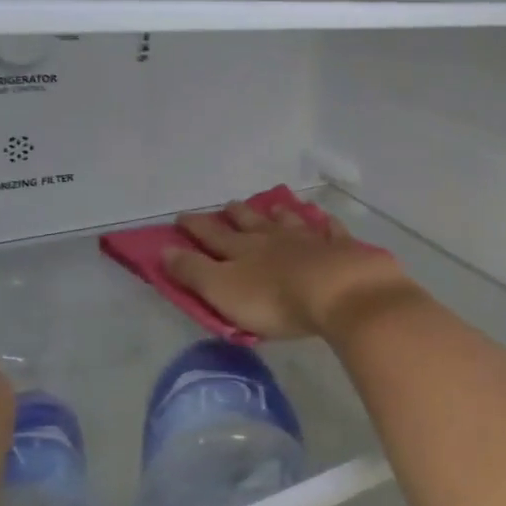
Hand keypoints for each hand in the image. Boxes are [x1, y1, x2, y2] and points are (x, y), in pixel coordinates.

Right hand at [167, 200, 419, 339]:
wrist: (340, 291)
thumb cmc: (276, 301)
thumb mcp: (224, 291)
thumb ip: (194, 272)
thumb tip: (163, 250)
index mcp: (243, 251)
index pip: (213, 236)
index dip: (196, 227)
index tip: (182, 216)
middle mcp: (275, 238)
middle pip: (252, 223)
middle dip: (237, 215)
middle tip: (229, 205)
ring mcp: (311, 240)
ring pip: (290, 222)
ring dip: (279, 214)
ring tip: (275, 207)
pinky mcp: (342, 249)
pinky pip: (331, 232)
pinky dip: (326, 225)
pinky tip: (325, 220)